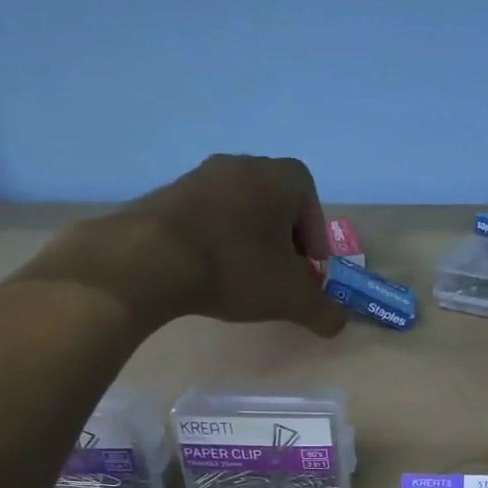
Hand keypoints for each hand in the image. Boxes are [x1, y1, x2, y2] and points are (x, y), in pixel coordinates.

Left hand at [16, 155, 346, 337]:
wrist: (150, 260)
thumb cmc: (236, 269)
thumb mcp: (292, 299)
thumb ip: (323, 311)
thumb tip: (338, 323)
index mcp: (277, 177)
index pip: (308, 194)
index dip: (313, 231)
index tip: (308, 265)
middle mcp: (240, 165)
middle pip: (273, 199)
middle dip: (282, 236)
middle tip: (281, 273)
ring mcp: (198, 176)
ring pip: (237, 207)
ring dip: (247, 238)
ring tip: (244, 276)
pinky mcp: (165, 195)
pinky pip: (204, 215)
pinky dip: (215, 239)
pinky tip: (209, 272)